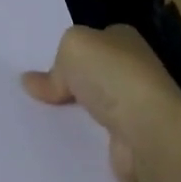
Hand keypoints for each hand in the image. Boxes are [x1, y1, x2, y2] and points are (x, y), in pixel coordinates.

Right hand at [22, 24, 180, 181]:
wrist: (147, 131)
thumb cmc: (112, 76)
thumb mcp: (72, 48)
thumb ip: (55, 63)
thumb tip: (32, 82)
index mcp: (124, 40)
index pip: (94, 41)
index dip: (70, 52)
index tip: (44, 65)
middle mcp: (133, 70)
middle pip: (93, 74)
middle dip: (70, 83)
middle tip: (36, 93)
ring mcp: (135, 107)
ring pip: (94, 106)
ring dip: (74, 113)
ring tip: (39, 119)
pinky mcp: (131, 141)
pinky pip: (97, 135)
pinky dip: (82, 139)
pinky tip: (59, 142)